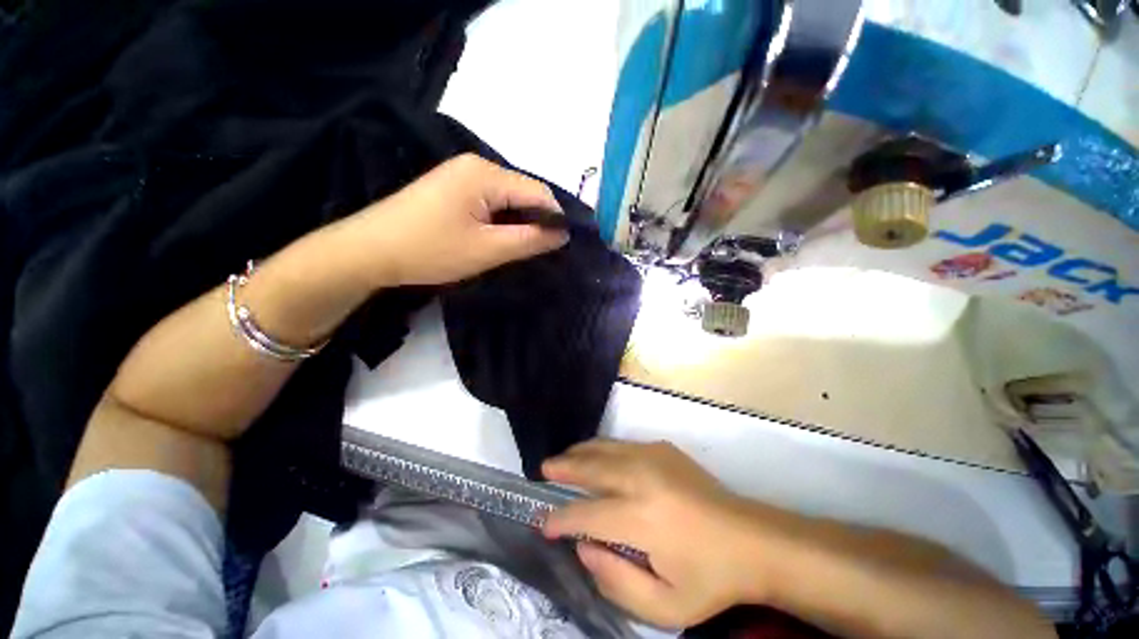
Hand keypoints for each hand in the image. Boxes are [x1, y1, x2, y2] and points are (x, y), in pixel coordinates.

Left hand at [350, 153, 568, 286]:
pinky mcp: (453, 188)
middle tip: (541, 252)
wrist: (370, 251)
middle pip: (524, 192)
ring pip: (509, 199)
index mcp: (485, 173)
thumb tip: (564, 233)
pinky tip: (498, 239)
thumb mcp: (488, 250)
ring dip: (519, 223)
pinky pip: (491, 202)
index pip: (539, 192)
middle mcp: (476, 165)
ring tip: (521, 249)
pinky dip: (502, 221)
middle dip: (537, 222)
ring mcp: (462, 175)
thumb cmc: (430, 250)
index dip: (556, 218)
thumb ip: (530, 240)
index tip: (563, 246)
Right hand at [542, 440, 779, 627]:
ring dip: (579, 453)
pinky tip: (596, 457)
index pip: (585, 514)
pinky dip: (601, 449)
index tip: (544, 522)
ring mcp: (653, 456)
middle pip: (590, 467)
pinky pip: (621, 445)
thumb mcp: (664, 606)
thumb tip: (583, 546)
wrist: (752, 539)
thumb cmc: (710, 578)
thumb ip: (615, 580)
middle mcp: (641, 477)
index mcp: (640, 517)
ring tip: (563, 459)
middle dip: (563, 468)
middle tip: (543, 469)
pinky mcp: (663, 448)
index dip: (560, 518)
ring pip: (603, 448)